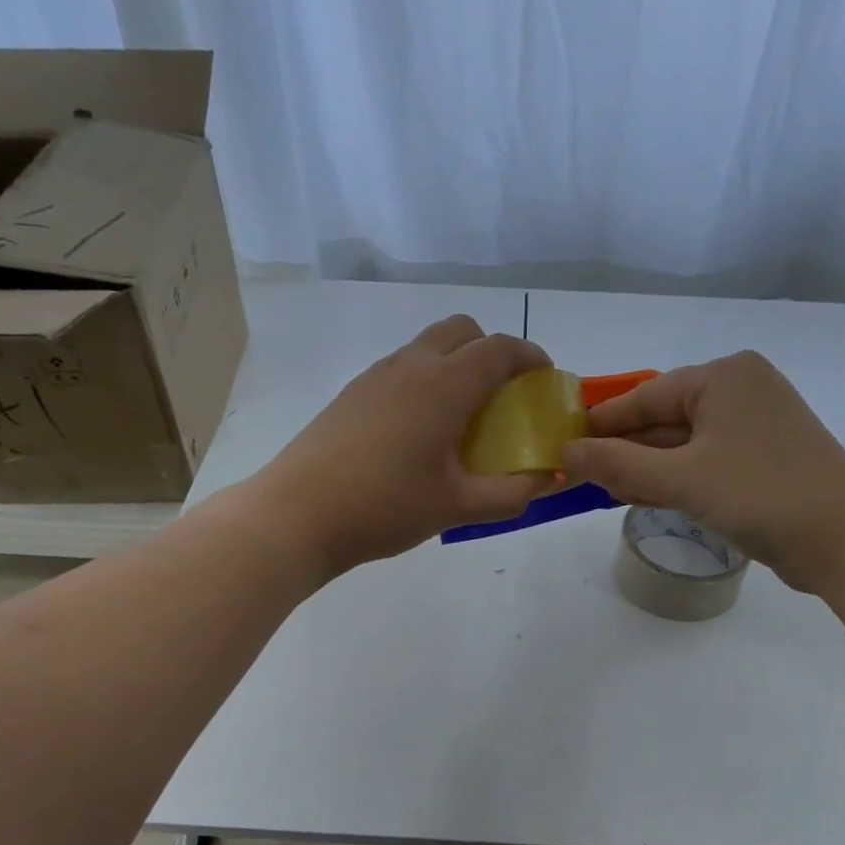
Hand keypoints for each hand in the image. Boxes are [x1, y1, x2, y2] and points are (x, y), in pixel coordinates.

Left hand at [256, 314, 555, 575]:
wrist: (297, 515)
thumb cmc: (385, 507)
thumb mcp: (457, 506)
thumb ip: (511, 493)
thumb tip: (546, 482)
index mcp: (445, 385)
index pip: (499, 349)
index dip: (530, 357)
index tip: (544, 379)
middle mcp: (411, 366)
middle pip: (462, 330)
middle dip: (491, 350)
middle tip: (503, 395)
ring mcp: (376, 376)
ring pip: (428, 346)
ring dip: (456, 364)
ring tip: (463, 416)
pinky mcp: (352, 394)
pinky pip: (402, 369)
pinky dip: (426, 381)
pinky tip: (419, 431)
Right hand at [559, 351, 844, 590]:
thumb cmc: (761, 495)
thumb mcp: (680, 480)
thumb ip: (618, 465)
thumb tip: (566, 452)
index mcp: (723, 377)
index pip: (644, 396)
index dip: (601, 423)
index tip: (563, 445)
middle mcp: (740, 391)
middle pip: (663, 418)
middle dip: (624, 449)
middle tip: (579, 476)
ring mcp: (756, 425)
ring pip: (683, 443)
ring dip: (646, 468)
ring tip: (605, 491)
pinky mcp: (764, 458)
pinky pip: (704, 461)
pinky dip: (676, 478)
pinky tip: (645, 497)